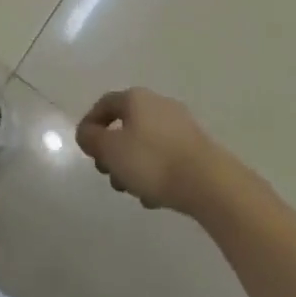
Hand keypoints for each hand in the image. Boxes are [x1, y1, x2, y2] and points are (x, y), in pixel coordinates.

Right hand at [76, 88, 224, 214]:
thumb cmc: (152, 162)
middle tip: (108, 175)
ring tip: (133, 192)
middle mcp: (158, 104)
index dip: (90, 124)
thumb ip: (91, 139)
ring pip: (146, 143)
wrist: (209, 183)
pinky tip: (155, 197)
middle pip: (126, 125)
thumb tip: (87, 133)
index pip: (105, 104)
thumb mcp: (111, 150)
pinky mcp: (197, 147)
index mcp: (136, 98)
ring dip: (133, 165)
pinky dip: (155, 172)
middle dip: (113, 151)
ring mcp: (181, 125)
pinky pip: (166, 156)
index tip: (86, 150)